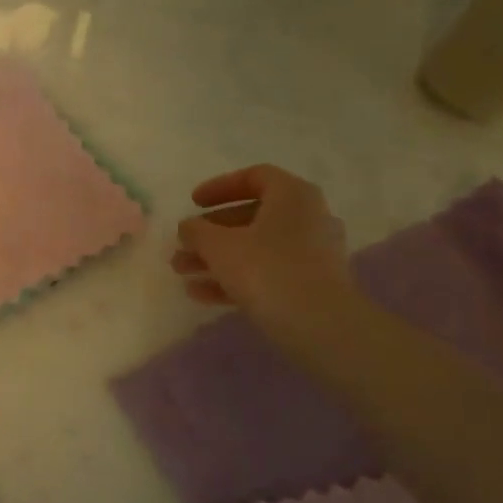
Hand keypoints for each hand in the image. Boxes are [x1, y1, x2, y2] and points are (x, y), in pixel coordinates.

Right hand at [171, 165, 352, 331]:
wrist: (320, 326)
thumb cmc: (267, 270)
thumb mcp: (219, 246)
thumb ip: (197, 231)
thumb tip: (188, 227)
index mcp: (292, 195)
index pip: (254, 177)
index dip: (219, 187)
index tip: (193, 203)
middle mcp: (308, 218)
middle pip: (251, 216)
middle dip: (210, 232)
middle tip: (183, 244)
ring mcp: (312, 253)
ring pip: (255, 247)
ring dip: (216, 258)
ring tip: (182, 271)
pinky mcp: (310, 285)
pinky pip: (266, 272)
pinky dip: (234, 278)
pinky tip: (200, 294)